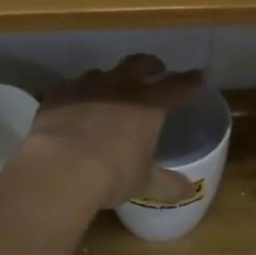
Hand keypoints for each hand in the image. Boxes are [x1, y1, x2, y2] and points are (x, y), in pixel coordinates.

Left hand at [21, 54, 205, 210]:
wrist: (60, 168)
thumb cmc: (112, 175)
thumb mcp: (143, 182)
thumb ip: (166, 184)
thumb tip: (190, 190)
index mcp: (148, 105)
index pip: (176, 86)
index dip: (189, 81)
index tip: (198, 76)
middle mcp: (119, 88)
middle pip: (139, 64)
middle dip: (150, 64)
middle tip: (155, 69)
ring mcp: (86, 87)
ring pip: (102, 72)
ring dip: (110, 78)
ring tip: (110, 88)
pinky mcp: (57, 95)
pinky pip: (70, 86)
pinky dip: (77, 92)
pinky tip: (74, 103)